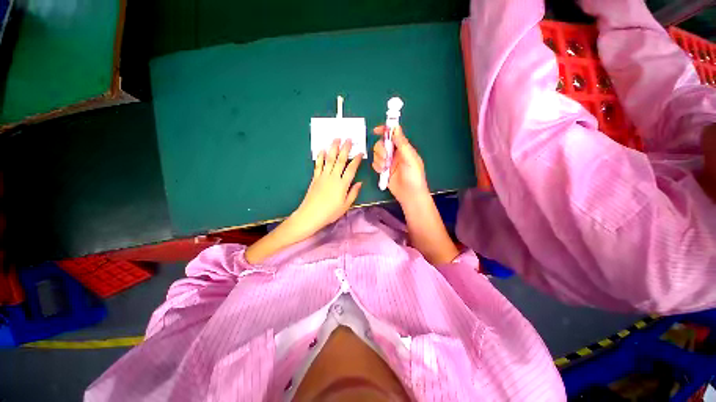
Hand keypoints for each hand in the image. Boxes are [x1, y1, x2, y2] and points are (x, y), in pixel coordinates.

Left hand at [290, 138, 362, 238]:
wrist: (311, 215)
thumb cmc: (330, 212)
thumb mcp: (346, 205)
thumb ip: (353, 193)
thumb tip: (360, 183)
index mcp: (343, 185)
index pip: (351, 169)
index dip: (356, 160)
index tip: (360, 152)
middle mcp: (333, 177)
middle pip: (340, 160)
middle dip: (345, 149)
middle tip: (348, 139)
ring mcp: (323, 176)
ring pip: (329, 159)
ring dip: (333, 148)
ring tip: (336, 139)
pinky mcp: (315, 178)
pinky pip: (318, 165)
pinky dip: (320, 157)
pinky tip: (322, 150)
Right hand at [372, 125, 428, 205]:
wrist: (410, 195)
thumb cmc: (414, 176)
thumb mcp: (410, 158)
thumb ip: (402, 143)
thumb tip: (396, 127)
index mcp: (403, 148)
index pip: (393, 135)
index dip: (385, 130)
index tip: (376, 130)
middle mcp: (395, 153)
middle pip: (381, 144)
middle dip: (381, 150)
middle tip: (386, 157)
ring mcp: (388, 162)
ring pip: (377, 154)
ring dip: (379, 159)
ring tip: (386, 167)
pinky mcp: (383, 170)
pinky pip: (375, 164)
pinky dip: (377, 167)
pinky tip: (383, 172)